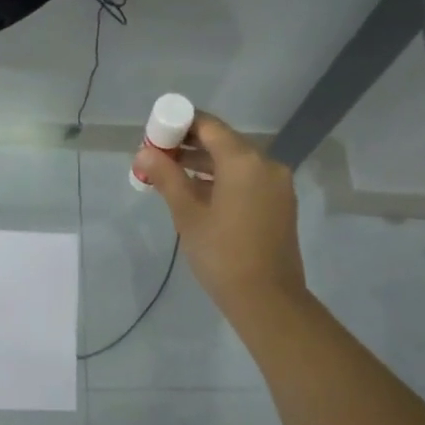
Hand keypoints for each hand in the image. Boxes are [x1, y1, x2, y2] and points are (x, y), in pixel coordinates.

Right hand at [136, 110, 305, 318]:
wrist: (268, 300)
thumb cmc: (222, 254)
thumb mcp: (187, 214)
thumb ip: (166, 177)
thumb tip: (144, 153)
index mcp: (244, 160)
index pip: (208, 125)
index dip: (179, 124)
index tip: (155, 134)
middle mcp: (266, 164)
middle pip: (223, 141)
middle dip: (189, 144)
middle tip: (157, 156)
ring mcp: (277, 184)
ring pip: (235, 161)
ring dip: (204, 163)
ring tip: (170, 173)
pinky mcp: (280, 203)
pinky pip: (247, 179)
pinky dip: (223, 179)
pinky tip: (197, 192)